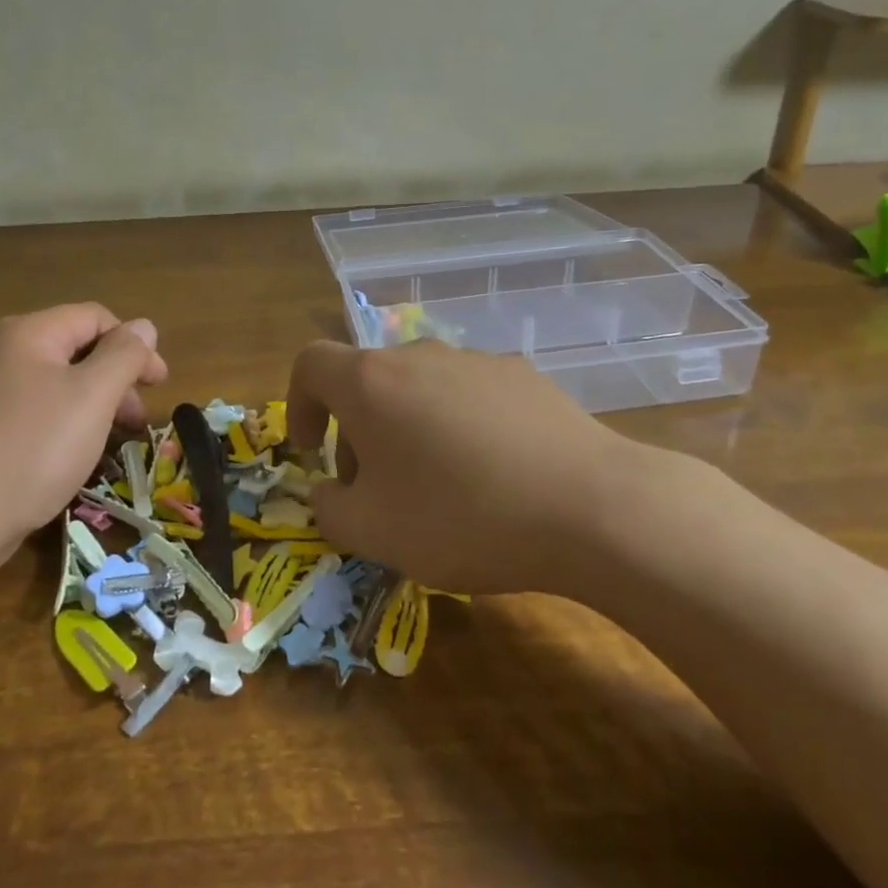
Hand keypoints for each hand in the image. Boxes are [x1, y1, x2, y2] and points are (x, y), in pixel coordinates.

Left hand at [0, 304, 167, 581]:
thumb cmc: (31, 450)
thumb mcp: (92, 397)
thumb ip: (124, 356)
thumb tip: (144, 326)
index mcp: (28, 333)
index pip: (95, 318)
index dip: (135, 346)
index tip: (159, 386)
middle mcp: (1, 352)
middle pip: (77, 349)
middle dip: (117, 379)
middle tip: (138, 421)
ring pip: (58, 384)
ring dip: (96, 405)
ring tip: (114, 442)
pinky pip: (37, 411)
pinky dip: (67, 424)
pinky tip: (76, 456)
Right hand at [286, 340, 683, 595]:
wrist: (589, 507)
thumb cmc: (461, 517)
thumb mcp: (373, 532)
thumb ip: (329, 508)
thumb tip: (329, 490)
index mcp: (372, 382)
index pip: (311, 364)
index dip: (298, 405)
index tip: (312, 452)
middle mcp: (420, 356)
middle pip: (369, 381)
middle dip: (357, 432)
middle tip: (376, 491)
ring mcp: (477, 360)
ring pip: (420, 388)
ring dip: (408, 429)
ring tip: (438, 488)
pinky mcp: (524, 375)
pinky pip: (469, 395)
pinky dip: (458, 426)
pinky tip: (492, 474)